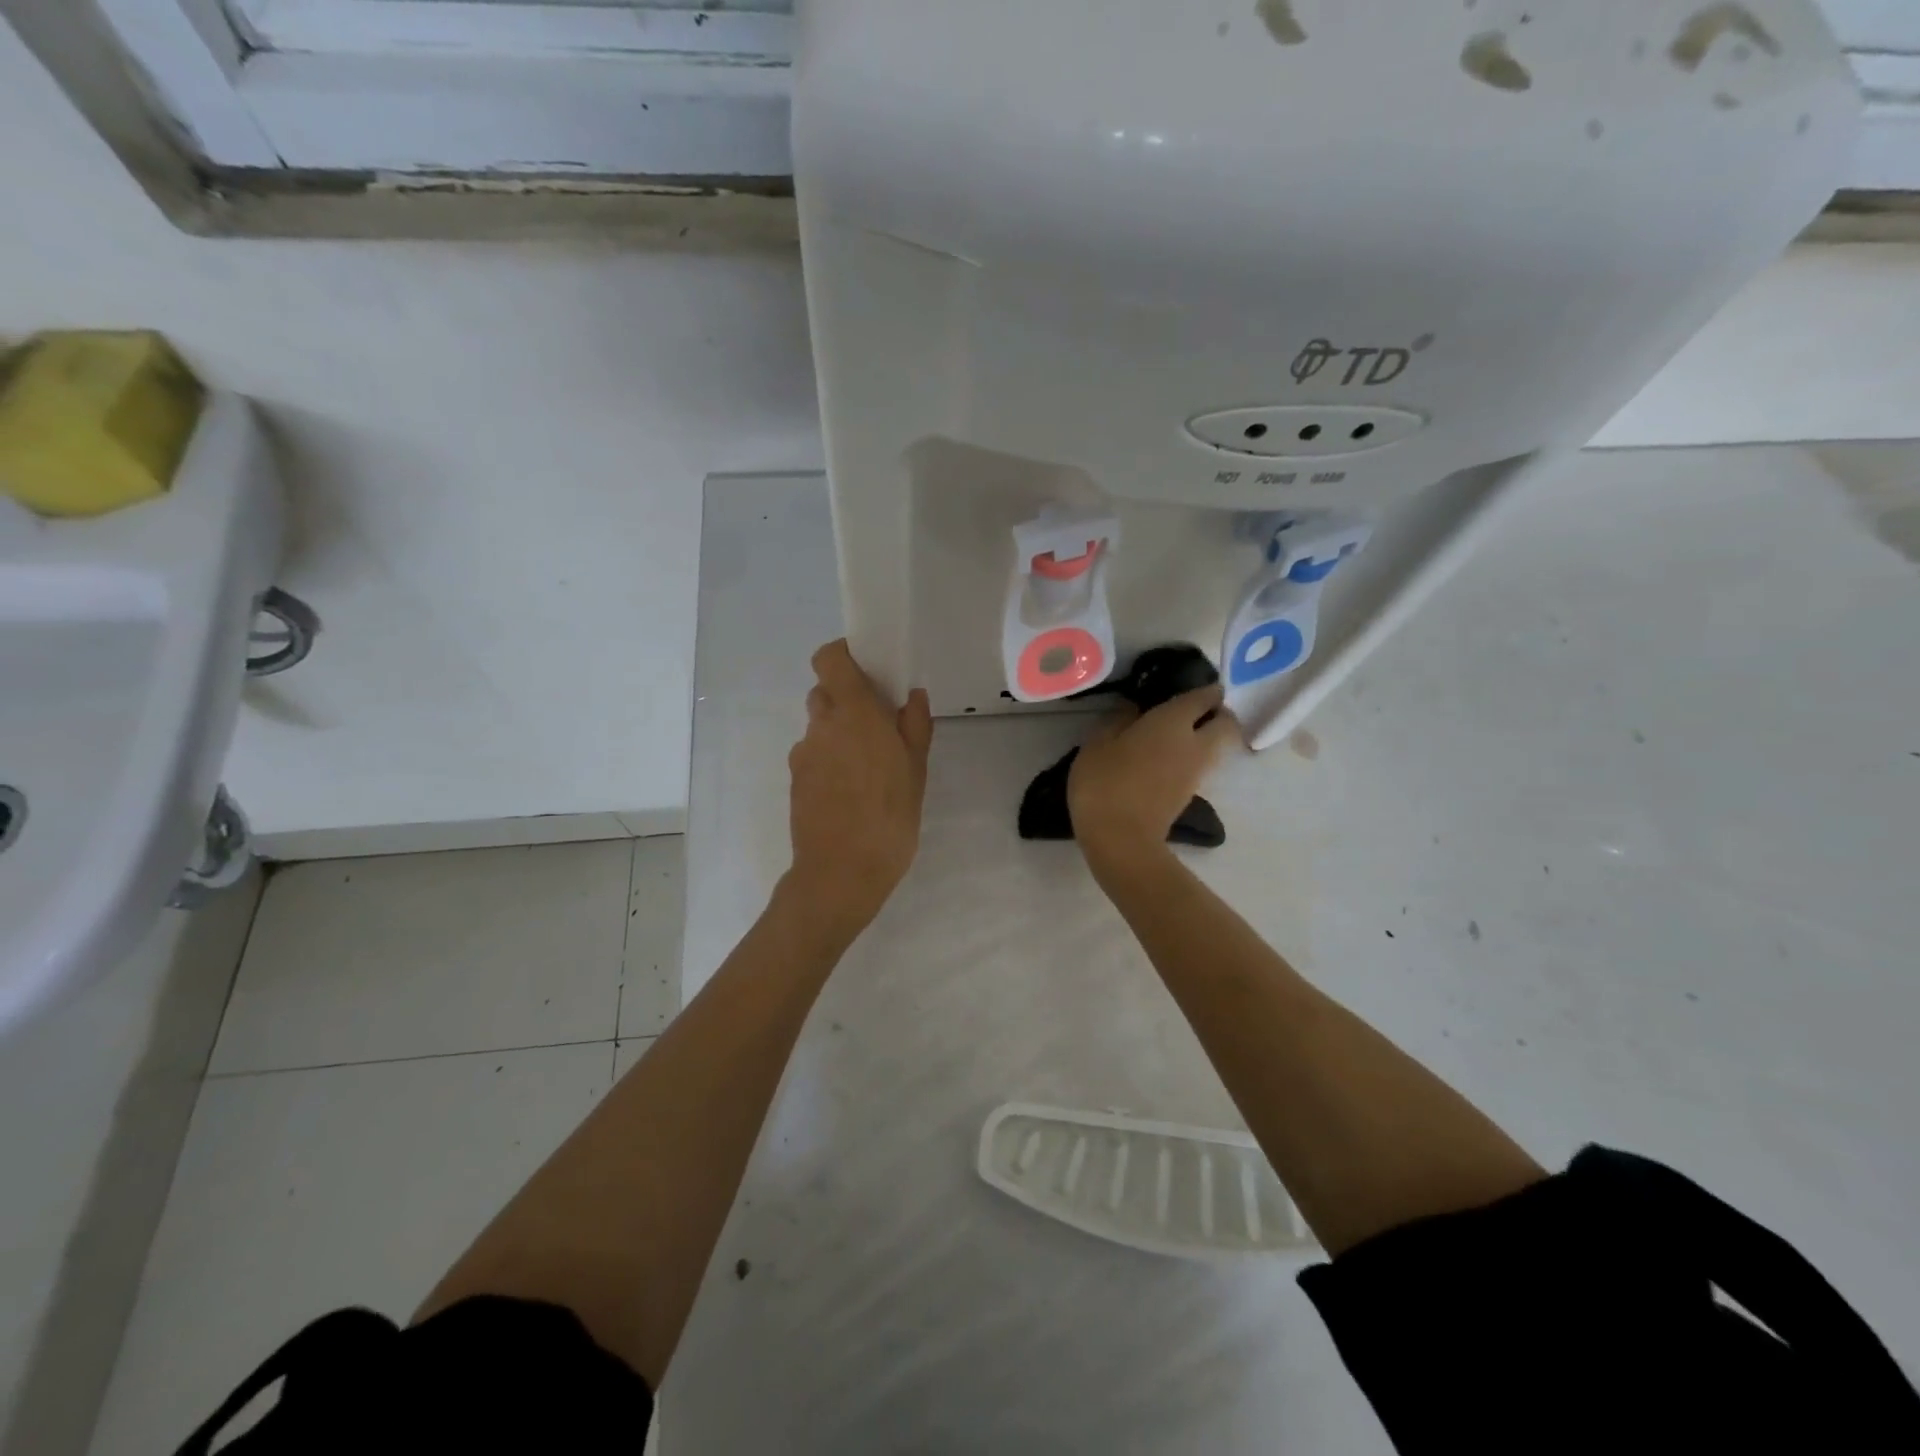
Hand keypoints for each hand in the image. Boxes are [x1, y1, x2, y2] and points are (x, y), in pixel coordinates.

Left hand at [783, 640, 933, 940]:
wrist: (840, 874)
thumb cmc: (889, 818)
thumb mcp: (916, 770)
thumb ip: (914, 726)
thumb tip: (911, 696)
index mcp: (853, 713)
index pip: (828, 658)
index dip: (843, 654)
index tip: (867, 668)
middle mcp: (821, 726)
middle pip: (825, 692)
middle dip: (847, 700)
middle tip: (877, 725)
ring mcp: (803, 754)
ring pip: (819, 727)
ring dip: (839, 733)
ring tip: (867, 767)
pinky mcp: (795, 781)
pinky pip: (813, 755)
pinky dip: (829, 760)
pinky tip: (850, 792)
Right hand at [1068, 685, 1239, 867]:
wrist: (1121, 840)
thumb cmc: (1105, 784)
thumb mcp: (1097, 744)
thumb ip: (1117, 720)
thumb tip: (1133, 708)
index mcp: (1173, 722)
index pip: (1204, 696)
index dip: (1205, 688)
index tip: (1195, 685)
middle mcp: (1195, 743)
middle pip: (1226, 723)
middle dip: (1218, 713)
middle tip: (1194, 711)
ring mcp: (1196, 773)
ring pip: (1217, 746)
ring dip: (1208, 737)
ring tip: (1178, 735)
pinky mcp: (1190, 795)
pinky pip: (1201, 765)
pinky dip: (1193, 757)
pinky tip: (1167, 758)